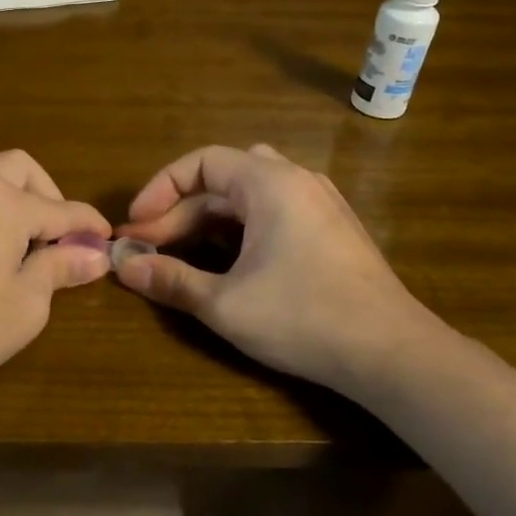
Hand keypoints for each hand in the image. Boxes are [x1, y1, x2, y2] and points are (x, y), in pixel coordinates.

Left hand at [0, 151, 111, 408]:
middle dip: (48, 195)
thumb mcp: (27, 303)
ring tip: (26, 243)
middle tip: (60, 238)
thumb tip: (95, 255)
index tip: (107, 240)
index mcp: (2, 200)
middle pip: (20, 168)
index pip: (61, 208)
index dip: (89, 225)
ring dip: (15, 196)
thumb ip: (61, 268)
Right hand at [115, 143, 451, 395]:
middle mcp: (296, 181)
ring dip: (207, 220)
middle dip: (179, 212)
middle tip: (147, 249)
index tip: (136, 225)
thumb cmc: (303, 318)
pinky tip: (227, 261)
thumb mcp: (225, 303)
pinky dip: (238, 229)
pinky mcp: (332, 230)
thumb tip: (123, 268)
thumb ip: (171, 280)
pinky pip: (272, 212)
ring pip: (247, 196)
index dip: (160, 189)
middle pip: (222, 180)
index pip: (201, 162)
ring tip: (179, 251)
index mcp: (270, 183)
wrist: (392, 354)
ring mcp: (320, 204)